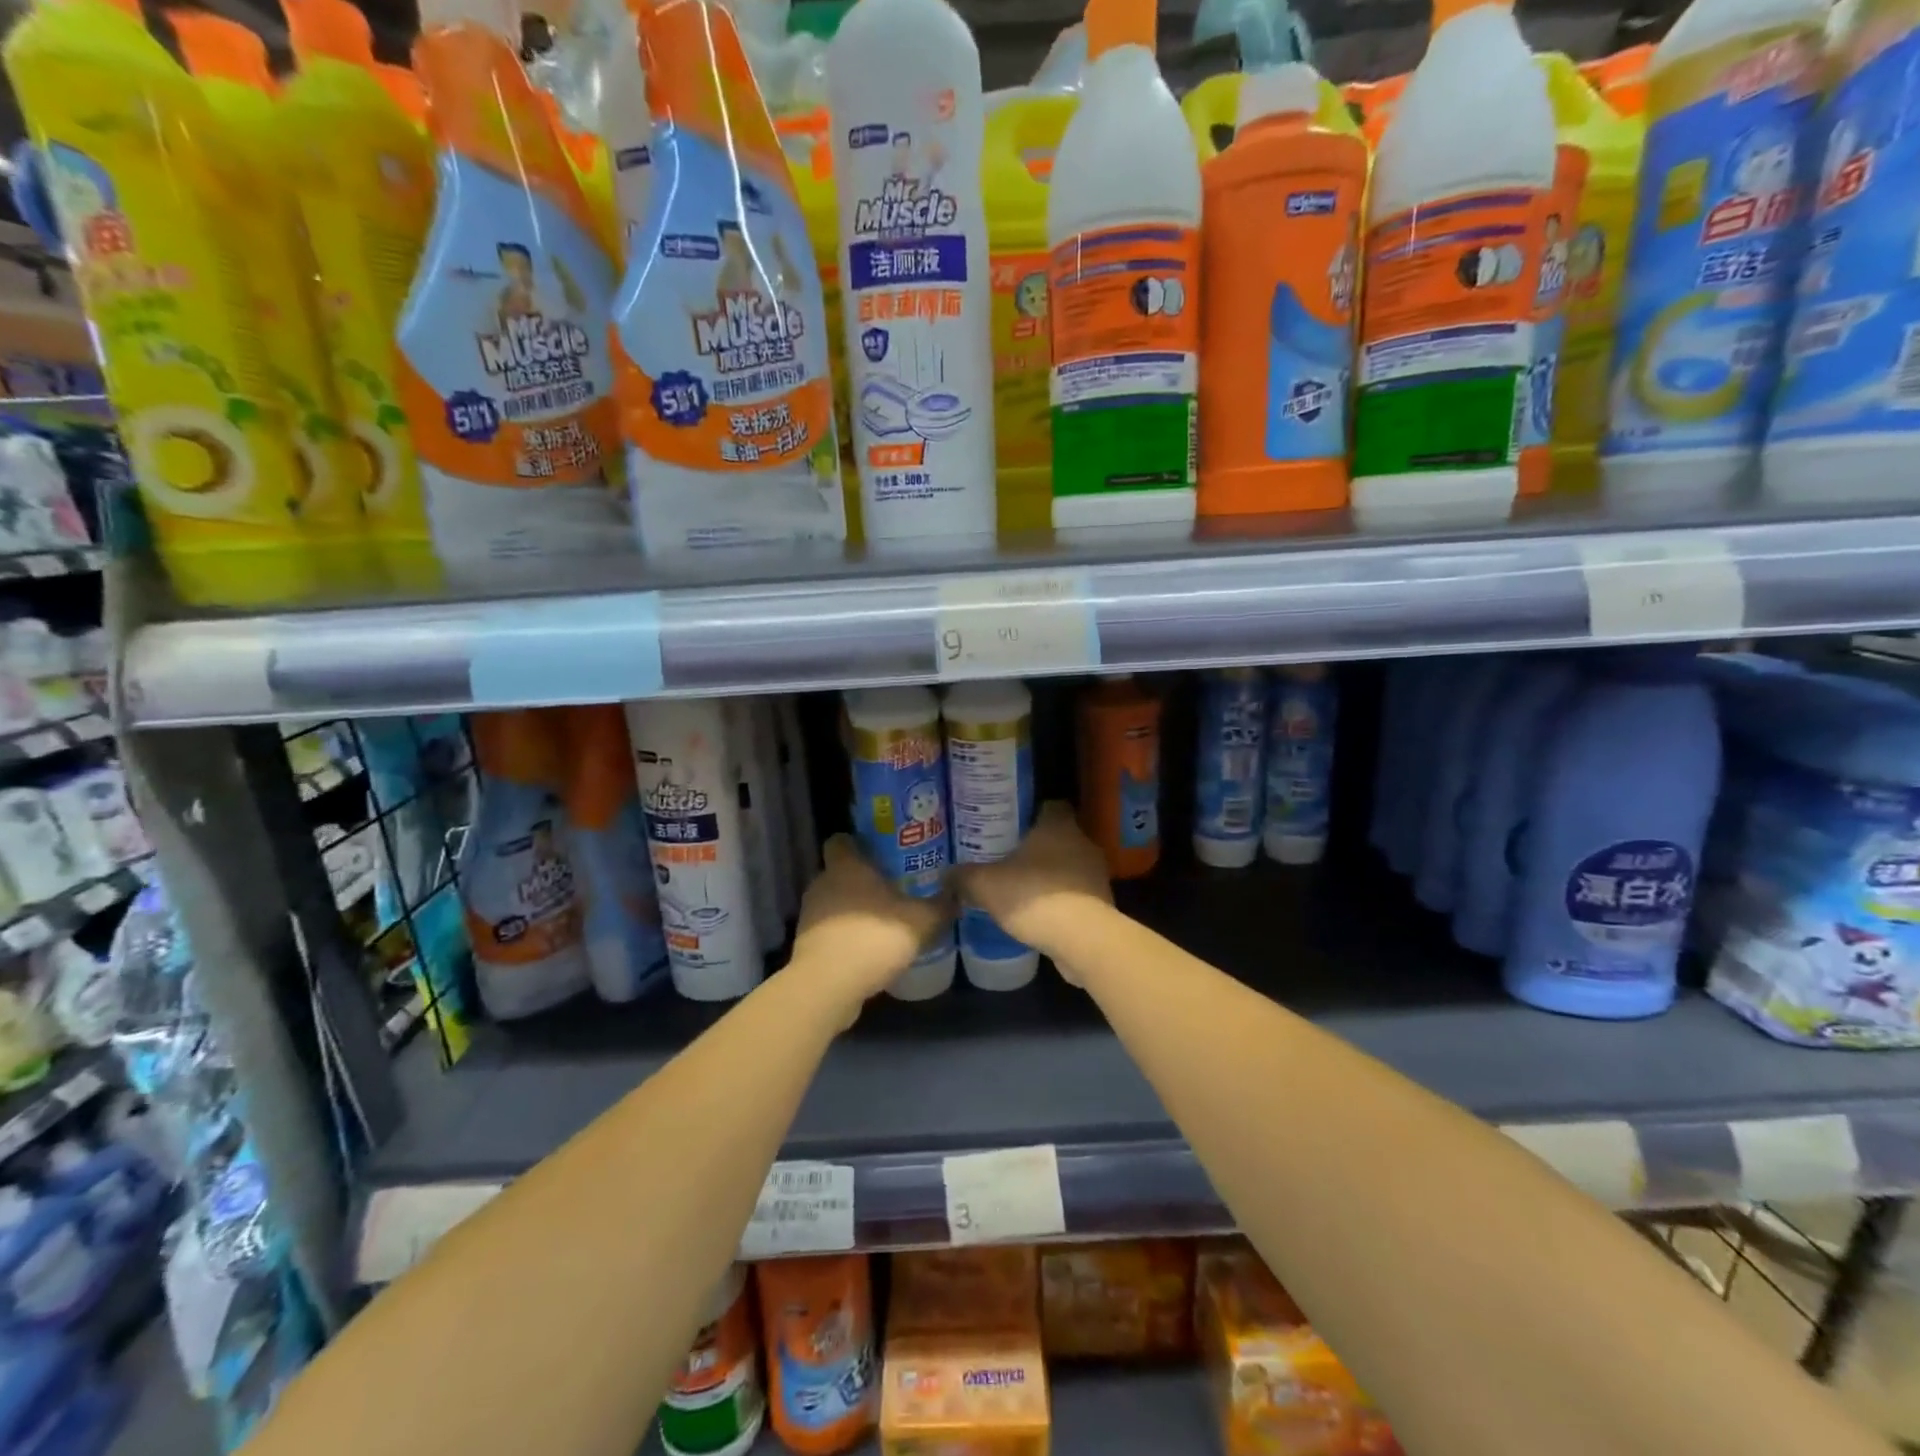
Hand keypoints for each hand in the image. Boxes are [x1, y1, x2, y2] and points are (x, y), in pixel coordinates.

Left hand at [791, 834, 947, 1021]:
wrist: (827, 986)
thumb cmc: (872, 938)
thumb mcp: (921, 922)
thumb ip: (940, 907)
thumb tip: (957, 894)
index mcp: (846, 867)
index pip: (840, 840)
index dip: (857, 842)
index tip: (880, 850)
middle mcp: (823, 884)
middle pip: (840, 872)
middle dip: (862, 879)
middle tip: (893, 886)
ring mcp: (811, 915)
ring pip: (834, 902)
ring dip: (854, 909)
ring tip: (884, 919)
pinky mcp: (808, 944)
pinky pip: (831, 930)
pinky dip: (846, 935)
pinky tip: (869, 948)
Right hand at [950, 802, 1112, 980]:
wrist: (1083, 940)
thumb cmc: (1034, 896)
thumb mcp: (986, 885)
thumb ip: (964, 877)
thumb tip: (943, 875)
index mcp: (1058, 825)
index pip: (1050, 806)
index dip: (1030, 813)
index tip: (1009, 825)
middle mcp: (1082, 842)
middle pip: (1058, 837)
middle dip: (1036, 847)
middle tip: (1007, 858)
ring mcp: (1096, 874)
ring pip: (1068, 866)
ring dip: (1049, 876)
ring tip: (1021, 888)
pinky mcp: (1102, 903)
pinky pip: (1076, 894)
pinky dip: (1060, 901)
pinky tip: (1039, 914)